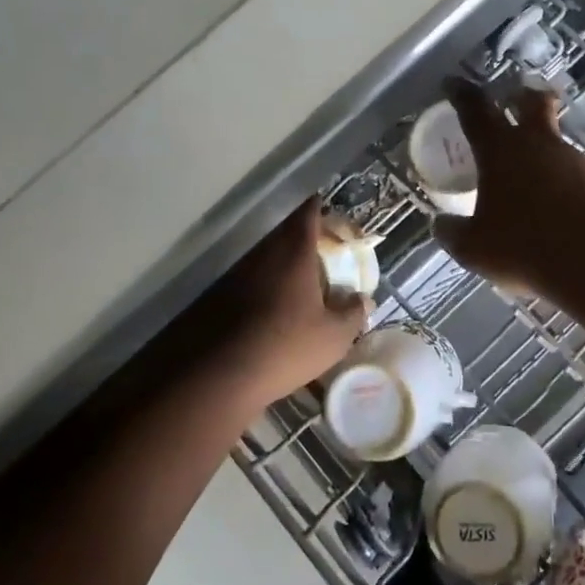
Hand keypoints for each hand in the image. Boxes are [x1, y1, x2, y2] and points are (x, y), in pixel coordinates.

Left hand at [183, 198, 366, 410]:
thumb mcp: (334, 336)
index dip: (321, 209)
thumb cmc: (286, 346)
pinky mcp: (221, 295)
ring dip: (286, 263)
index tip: (333, 216)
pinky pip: (252, 278)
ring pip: (268, 255)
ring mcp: (238, 273)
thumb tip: (364, 300)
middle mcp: (265, 253)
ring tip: (304, 284)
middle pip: (286, 232)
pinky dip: (268, 284)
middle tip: (325, 253)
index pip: (308, 212)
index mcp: (294, 251)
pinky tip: (276, 307)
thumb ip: (353, 313)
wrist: (221, 375)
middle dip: (306, 238)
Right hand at [432, 77, 584, 296]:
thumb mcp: (475, 247)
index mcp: (501, 150)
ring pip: (556, 143)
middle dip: (522, 97)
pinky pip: (578, 175)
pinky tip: (561, 210)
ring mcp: (576, 160)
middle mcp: (539, 144)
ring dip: (544, 151)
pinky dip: (565, 184)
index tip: (454, 84)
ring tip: (534, 180)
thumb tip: (442, 225)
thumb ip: (454, 233)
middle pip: (532, 104)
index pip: (476, 110)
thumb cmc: (526, 246)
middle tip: (515, 99)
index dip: (462, 94)